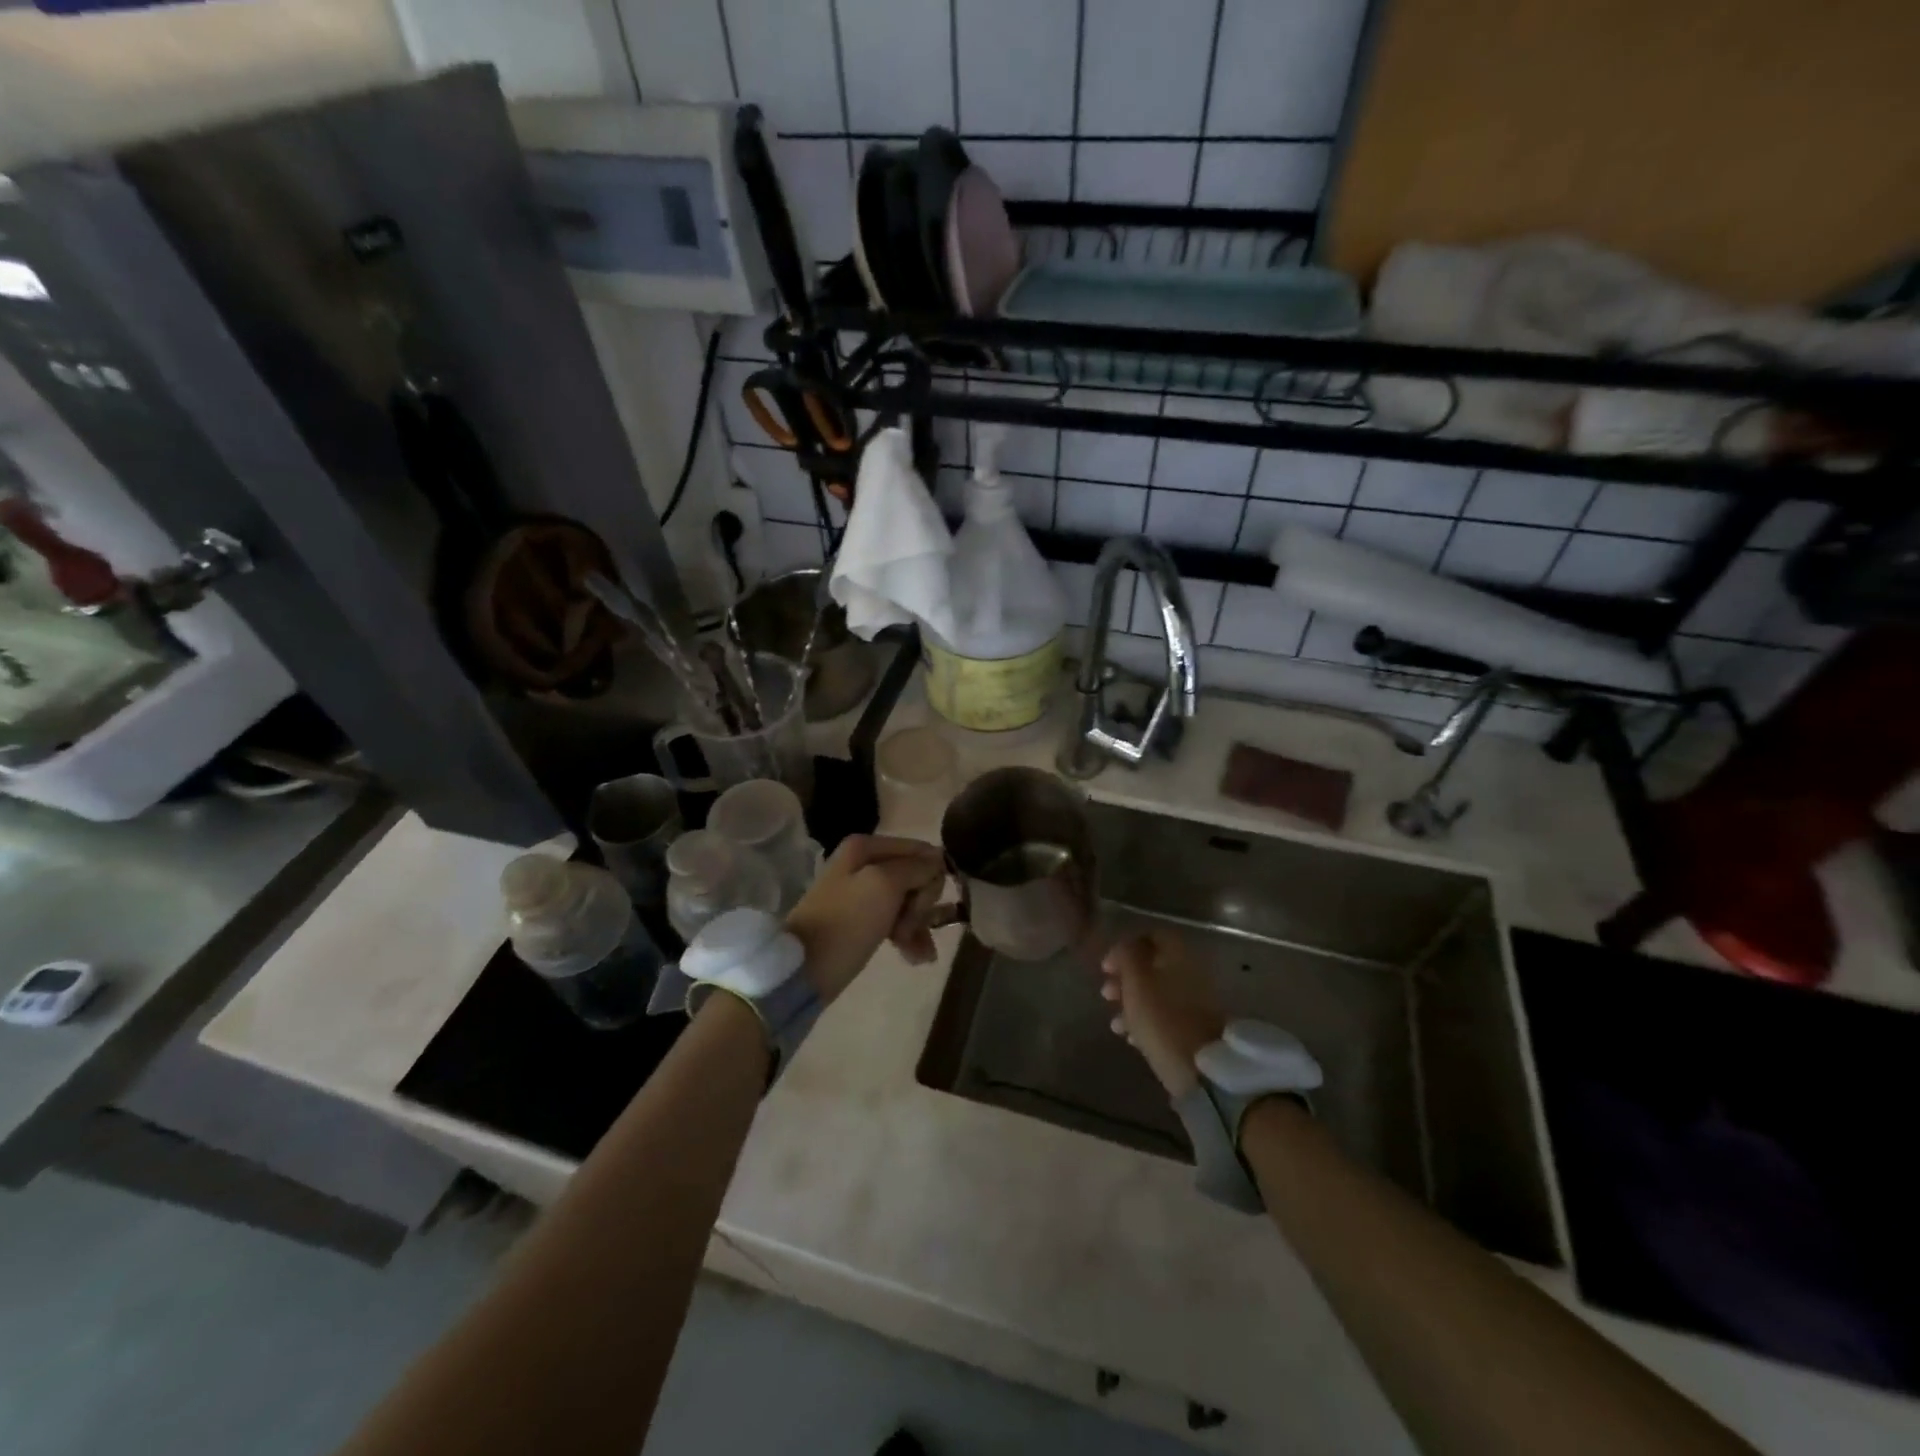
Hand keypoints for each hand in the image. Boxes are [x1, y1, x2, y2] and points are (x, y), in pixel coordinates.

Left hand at [785, 834, 946, 1002]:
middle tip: (909, 928)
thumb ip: (916, 867)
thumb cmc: (846, 923)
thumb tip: (939, 857)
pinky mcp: (862, 921)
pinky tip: (916, 958)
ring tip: (916, 953)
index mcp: (866, 847)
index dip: (930, 878)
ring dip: (918, 925)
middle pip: (916, 877)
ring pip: (909, 901)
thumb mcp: (884, 886)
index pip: (921, 851)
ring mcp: (863, 894)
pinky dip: (909, 938)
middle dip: (920, 905)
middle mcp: (865, 864)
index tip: (923, 905)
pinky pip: (897, 921)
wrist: (804, 971)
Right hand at [1099, 930, 1224, 1097]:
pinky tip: (1130, 1038)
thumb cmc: (1163, 1020)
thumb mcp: (1137, 982)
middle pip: (1154, 967)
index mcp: (1180, 957)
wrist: (1203, 1071)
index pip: (1153, 937)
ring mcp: (1195, 1004)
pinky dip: (1146, 1023)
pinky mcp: (1194, 1031)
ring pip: (1157, 994)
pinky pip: (1165, 1018)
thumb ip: (1128, 956)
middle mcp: (1191, 975)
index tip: (1107, 966)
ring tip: (1114, 1022)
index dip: (1127, 947)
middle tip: (1106, 993)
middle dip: (1126, 979)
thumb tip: (1124, 946)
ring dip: (1132, 1003)